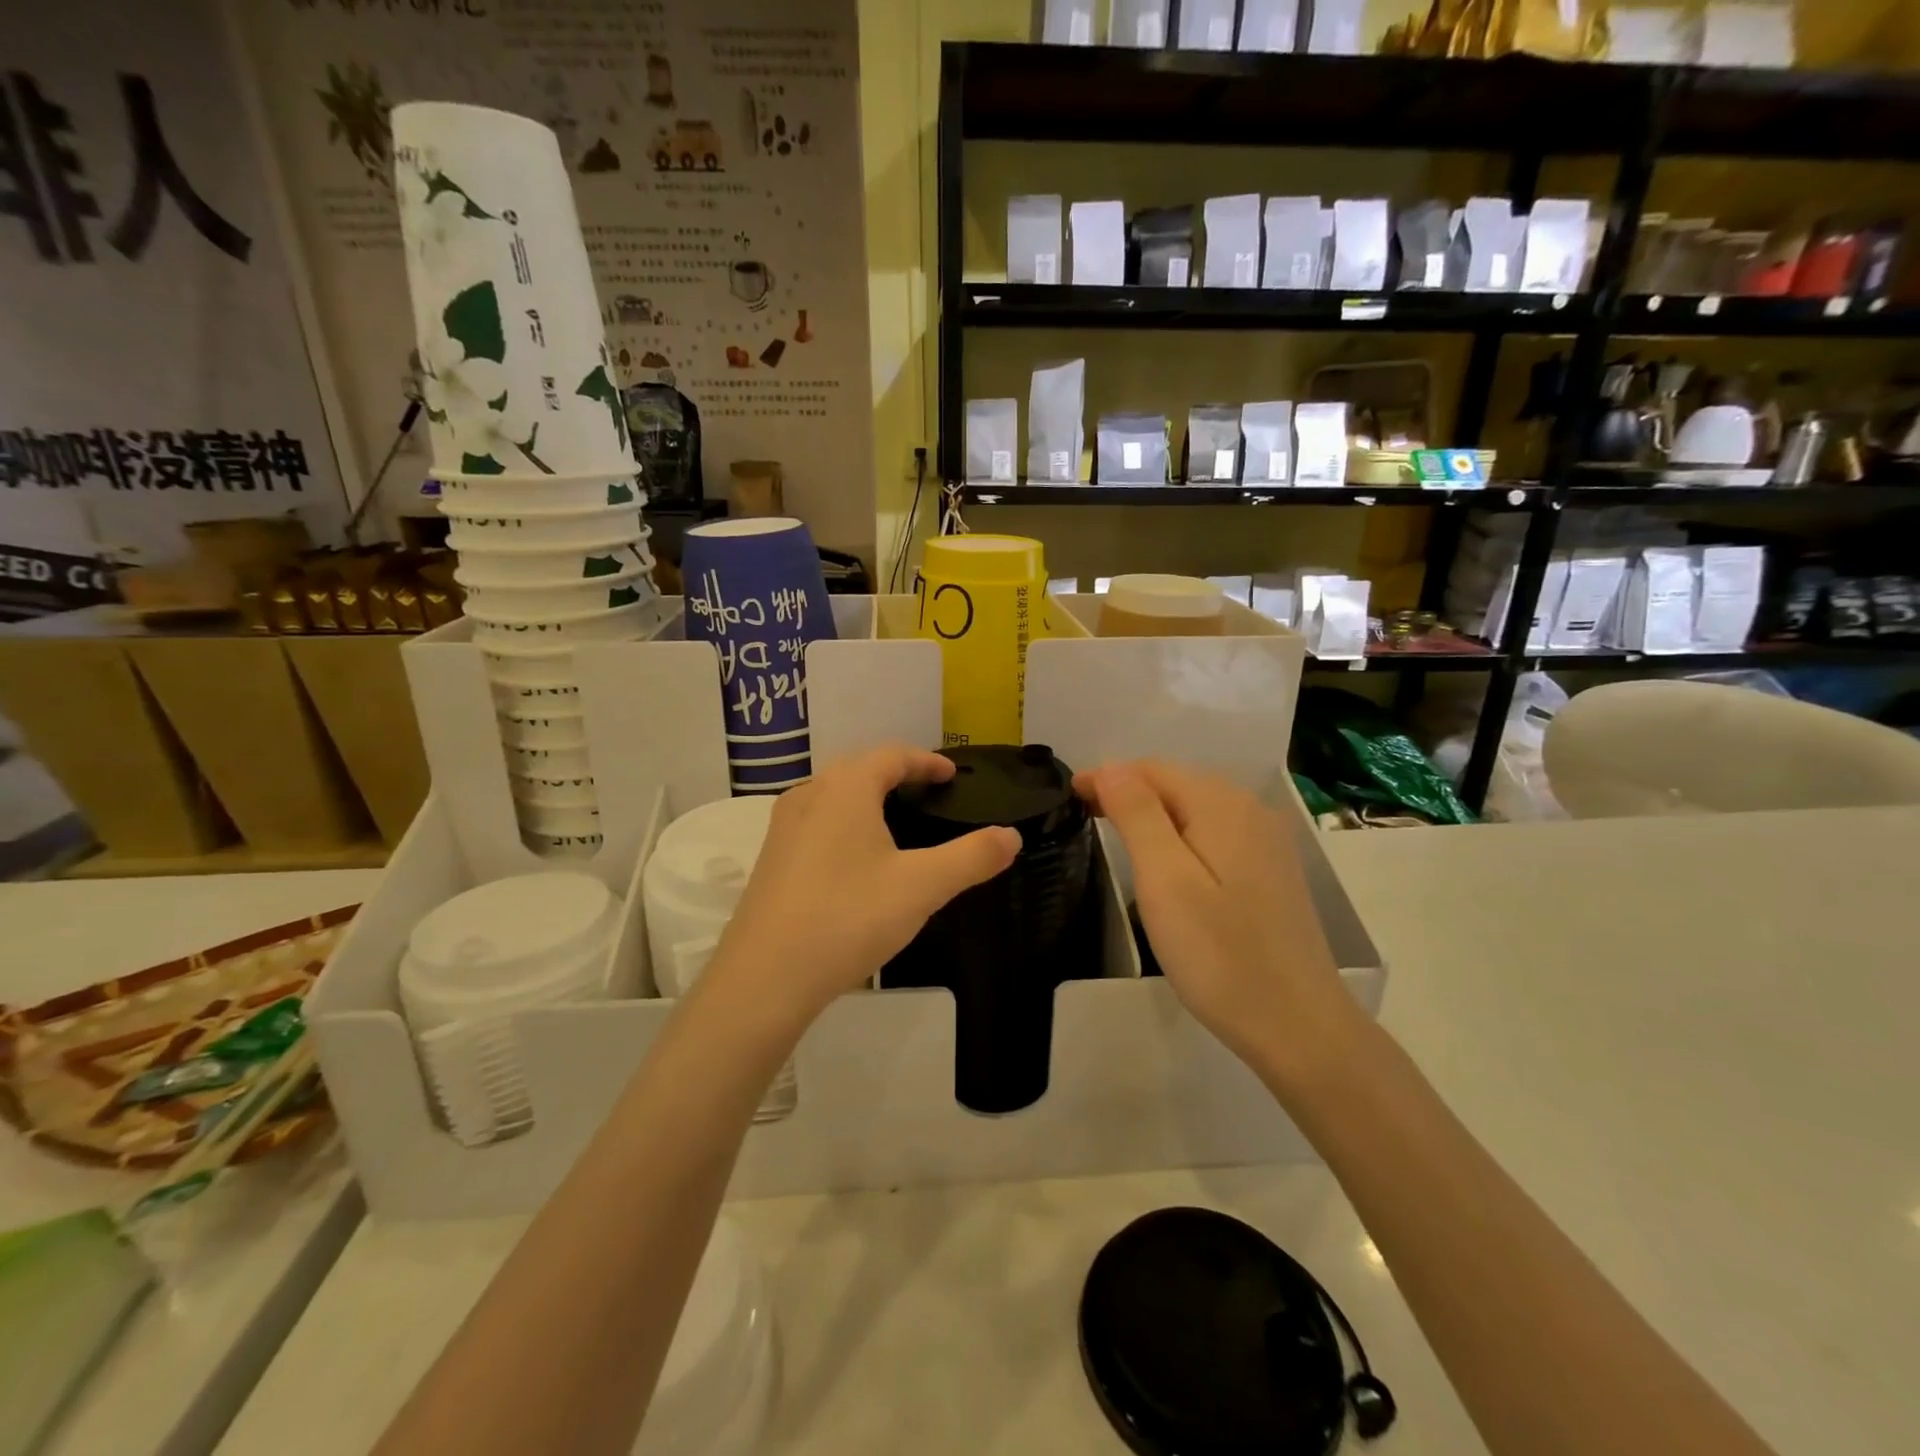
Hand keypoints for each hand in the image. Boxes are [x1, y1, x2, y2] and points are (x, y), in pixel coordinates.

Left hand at [707, 746, 1019, 1029]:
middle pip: (859, 769)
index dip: (926, 761)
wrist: (765, 977)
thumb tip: (1012, 836)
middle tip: (928, 794)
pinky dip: (844, 824)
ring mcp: (783, 827)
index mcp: (845, 788)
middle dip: (896, 775)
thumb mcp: (922, 887)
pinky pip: (816, 824)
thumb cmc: (848, 917)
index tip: (952, 775)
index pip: (892, 756)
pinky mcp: (771, 859)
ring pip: (833, 796)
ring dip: (867, 799)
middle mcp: (810, 795)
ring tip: (896, 822)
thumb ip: (972, 858)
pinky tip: (856, 860)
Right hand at [1076, 761, 1361, 1087]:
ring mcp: (1266, 841)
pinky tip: (1167, 859)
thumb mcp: (1165, 880)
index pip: (1152, 769)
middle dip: (1128, 790)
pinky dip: (1181, 834)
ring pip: (1196, 807)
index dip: (1107, 777)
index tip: (1068, 797)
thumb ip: (1137, 814)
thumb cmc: (1220, 954)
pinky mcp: (1271, 870)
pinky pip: (1215, 832)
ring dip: (1153, 812)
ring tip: (1115, 833)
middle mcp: (1250, 810)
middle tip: (1084, 814)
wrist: (1297, 1026)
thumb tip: (1110, 767)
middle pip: (1177, 783)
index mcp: (1222, 805)